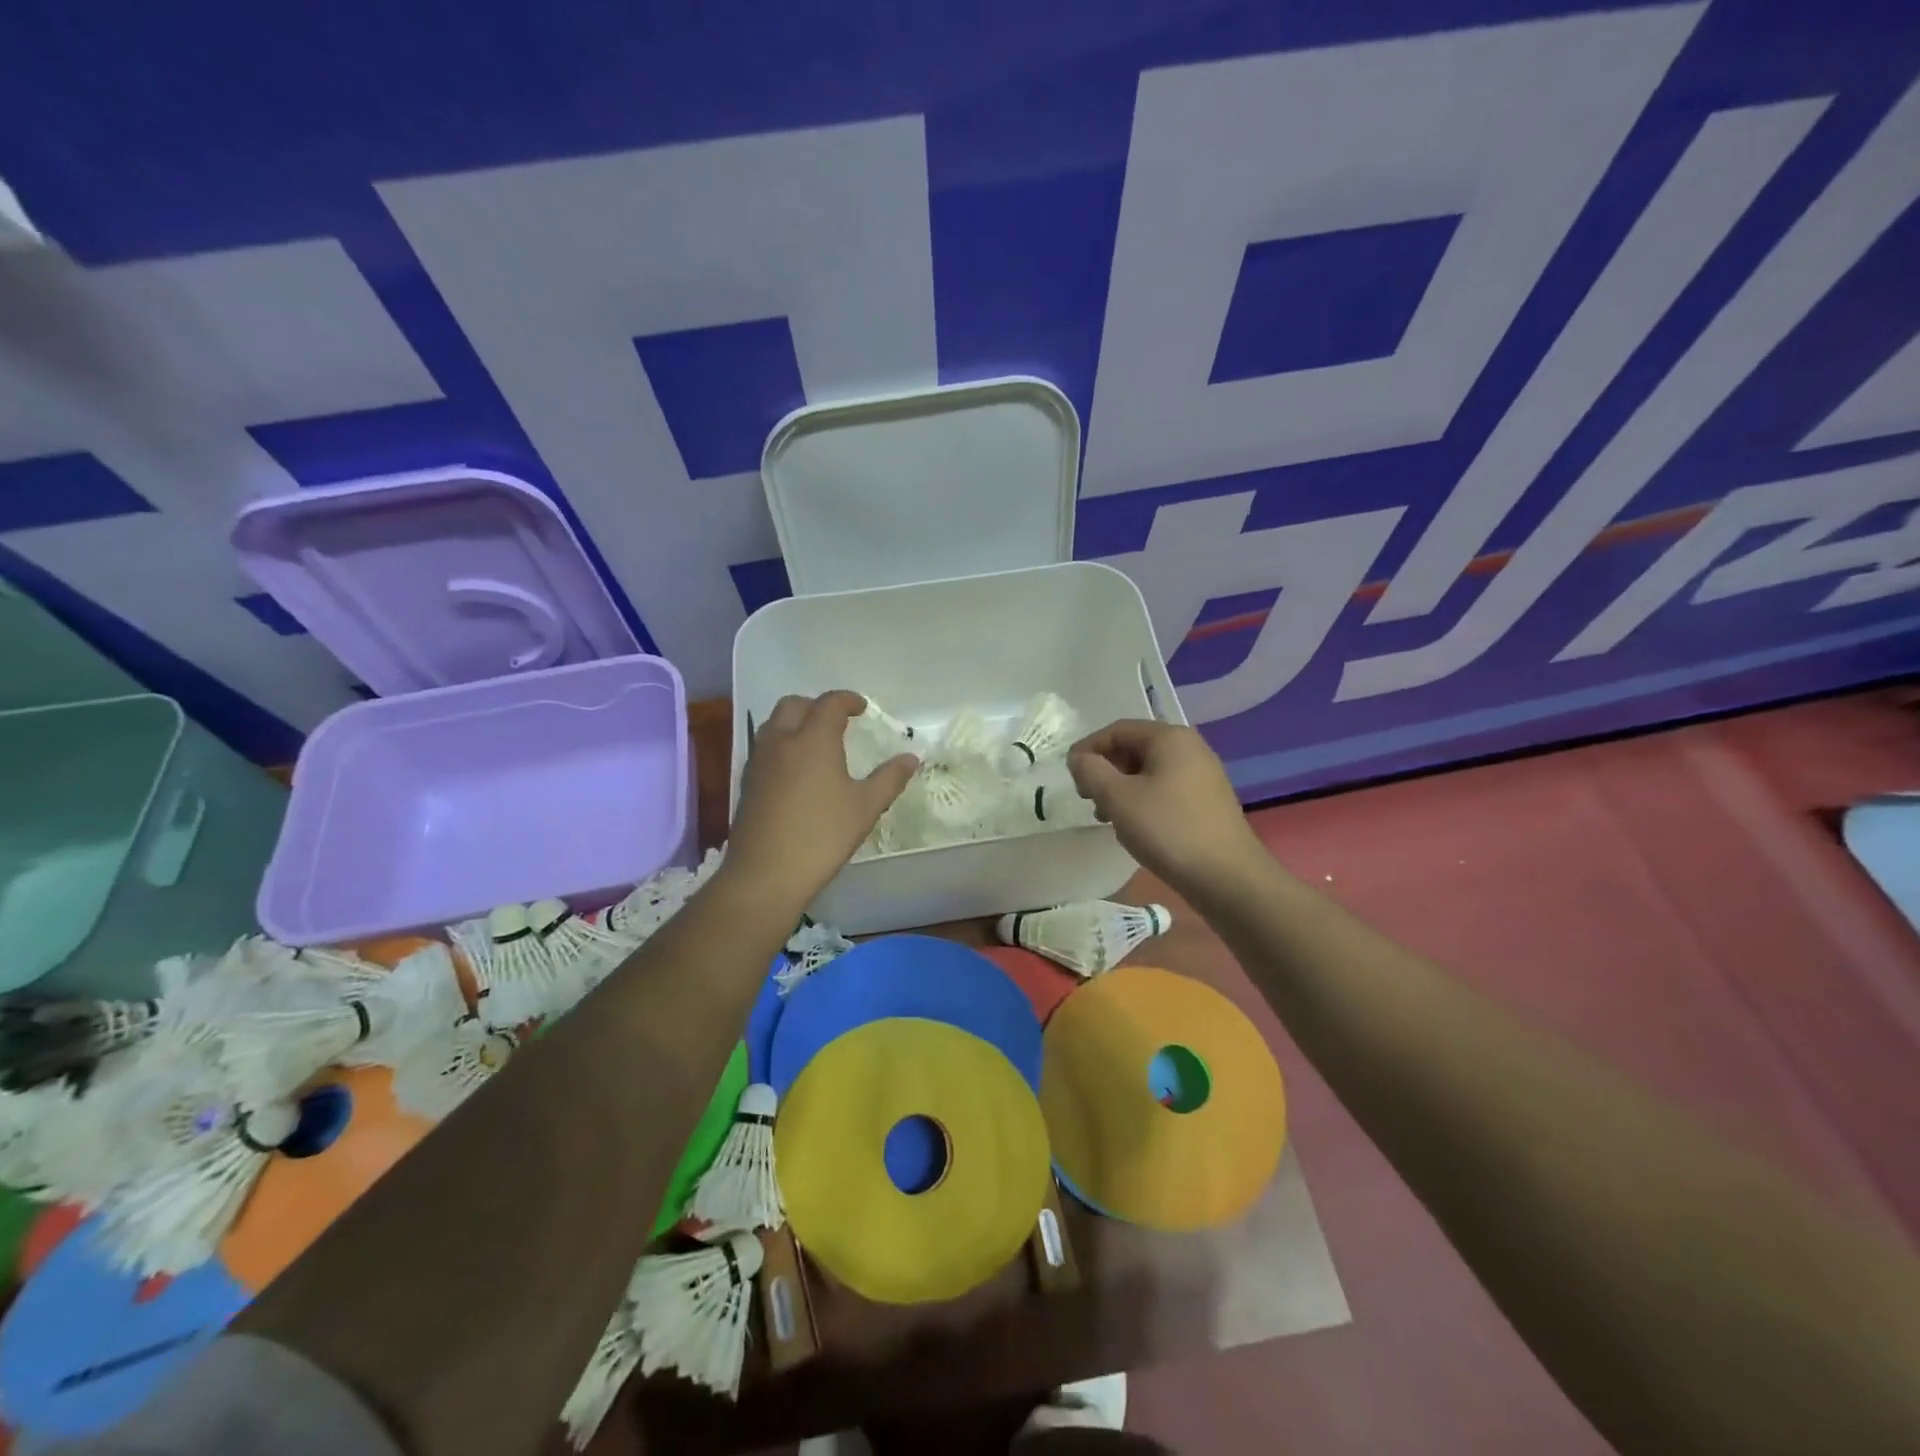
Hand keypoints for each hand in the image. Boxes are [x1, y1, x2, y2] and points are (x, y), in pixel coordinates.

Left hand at [722, 691, 917, 915]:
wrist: (766, 873)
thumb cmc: (822, 836)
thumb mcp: (865, 807)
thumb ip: (889, 778)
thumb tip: (911, 758)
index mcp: (813, 740)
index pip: (829, 703)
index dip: (847, 700)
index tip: (862, 708)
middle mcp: (781, 741)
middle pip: (794, 704)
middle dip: (816, 706)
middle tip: (837, 722)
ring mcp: (759, 761)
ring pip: (774, 724)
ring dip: (795, 722)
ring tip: (816, 743)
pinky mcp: (747, 783)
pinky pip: (764, 748)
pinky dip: (782, 745)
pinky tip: (796, 771)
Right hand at [1067, 720, 1264, 895]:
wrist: (1227, 877)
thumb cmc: (1168, 829)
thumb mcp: (1118, 798)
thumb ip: (1091, 771)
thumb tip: (1079, 758)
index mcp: (1170, 738)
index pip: (1118, 730)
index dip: (1088, 748)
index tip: (1070, 775)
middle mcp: (1190, 748)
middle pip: (1134, 748)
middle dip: (1105, 769)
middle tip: (1087, 797)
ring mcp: (1202, 775)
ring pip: (1149, 771)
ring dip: (1121, 788)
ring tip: (1106, 816)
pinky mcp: (1207, 801)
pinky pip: (1165, 789)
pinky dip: (1142, 800)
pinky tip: (1134, 826)